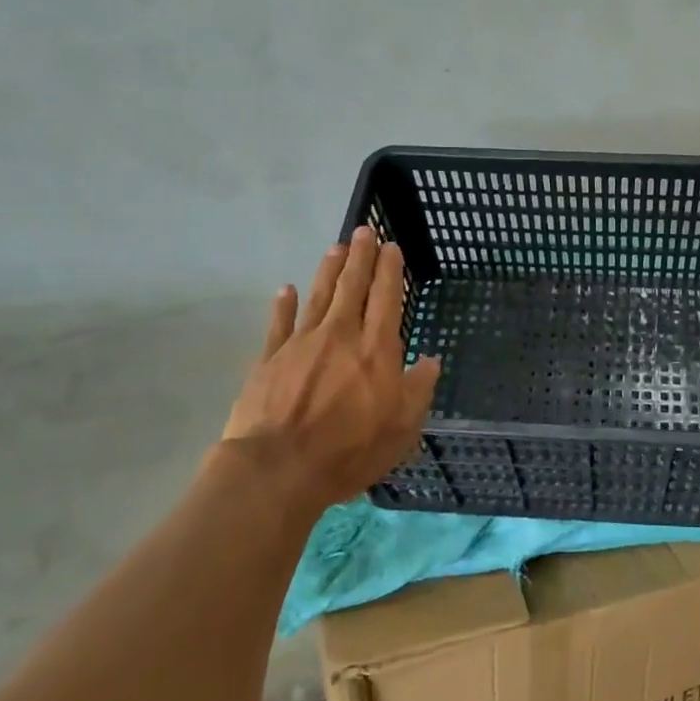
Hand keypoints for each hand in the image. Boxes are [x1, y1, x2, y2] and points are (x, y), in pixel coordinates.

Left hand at [220, 227, 440, 511]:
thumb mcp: (402, 428)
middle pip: (352, 286)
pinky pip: (279, 323)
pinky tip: (286, 289)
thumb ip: (418, 389)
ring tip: (336, 247)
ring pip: (319, 295)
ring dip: (328, 269)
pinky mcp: (269, 358)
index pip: (387, 298)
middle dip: (360, 256)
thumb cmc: (349, 451)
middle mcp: (341, 335)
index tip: (391, 246)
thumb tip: (430, 360)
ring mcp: (301, 343)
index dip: (390, 270)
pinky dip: (284, 304)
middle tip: (363, 230)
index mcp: (376, 349)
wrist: (278, 469)